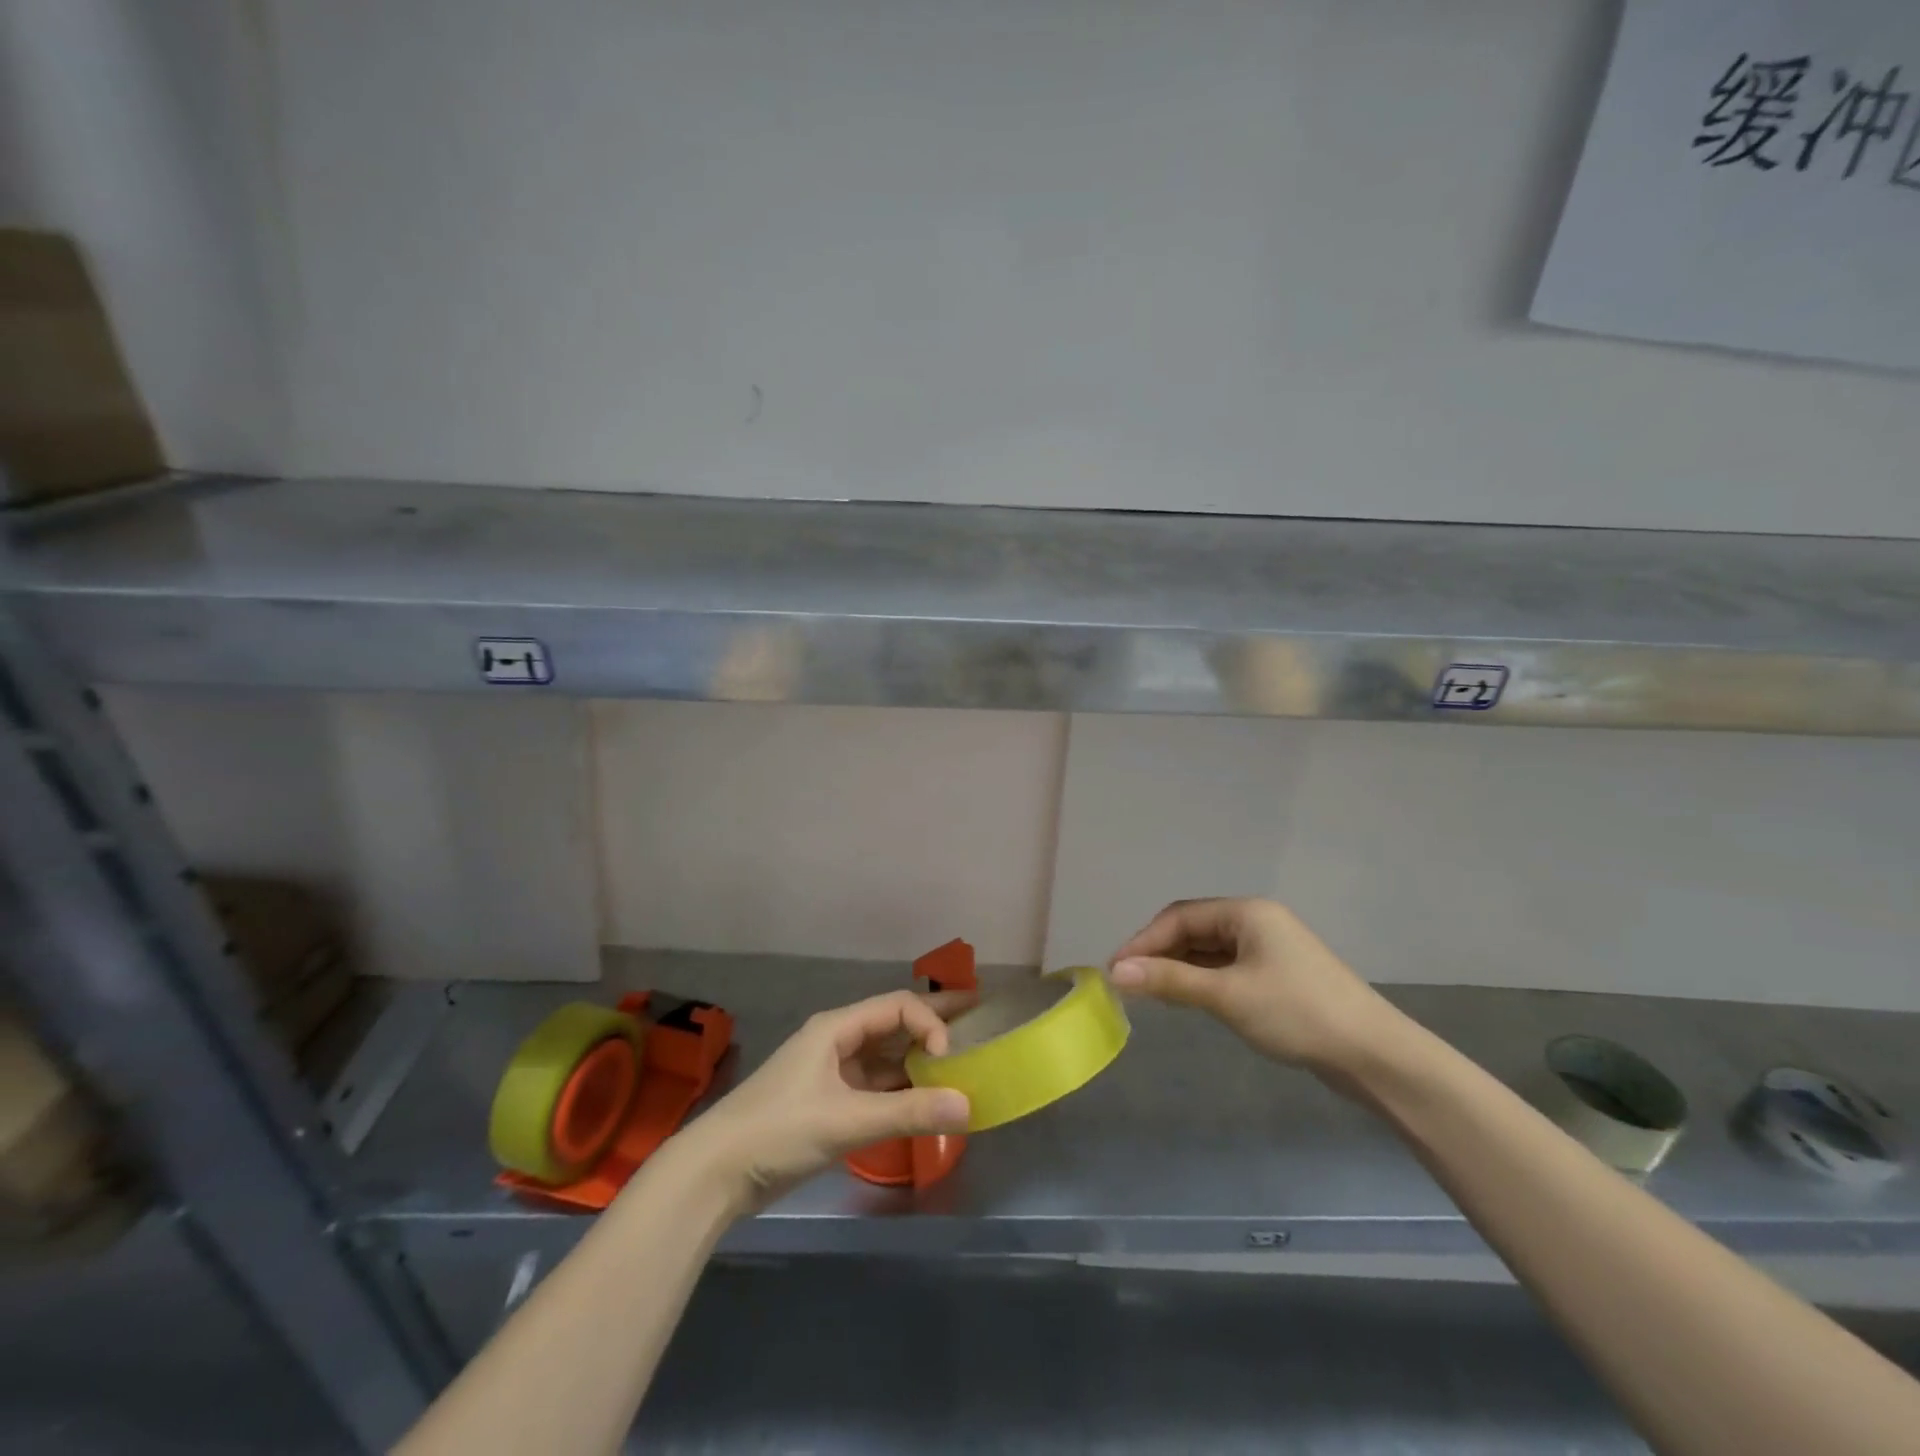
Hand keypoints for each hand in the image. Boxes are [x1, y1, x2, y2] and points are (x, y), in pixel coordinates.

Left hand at [677, 990, 973, 1210]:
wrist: (717, 1171)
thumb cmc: (780, 1130)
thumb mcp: (846, 1120)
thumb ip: (908, 1113)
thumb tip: (968, 1105)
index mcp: (837, 1028)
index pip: (897, 1007)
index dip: (930, 1022)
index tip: (948, 1056)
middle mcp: (837, 1041)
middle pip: (893, 1022)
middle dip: (933, 1019)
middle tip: (978, 1014)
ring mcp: (831, 1072)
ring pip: (884, 1055)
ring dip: (918, 1057)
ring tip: (959, 1059)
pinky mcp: (828, 1102)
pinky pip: (874, 1085)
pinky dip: (900, 1088)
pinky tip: (924, 1098)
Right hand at [1109, 898, 1393, 1073]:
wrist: (1373, 1055)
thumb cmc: (1297, 1013)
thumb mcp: (1227, 995)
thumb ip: (1169, 980)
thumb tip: (1115, 971)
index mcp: (1245, 912)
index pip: (1179, 917)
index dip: (1143, 941)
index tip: (1114, 969)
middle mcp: (1255, 922)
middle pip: (1192, 930)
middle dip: (1158, 953)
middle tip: (1128, 983)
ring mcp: (1268, 948)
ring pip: (1208, 951)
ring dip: (1177, 968)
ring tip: (1148, 993)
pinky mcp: (1276, 975)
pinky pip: (1225, 968)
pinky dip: (1200, 980)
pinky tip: (1186, 998)